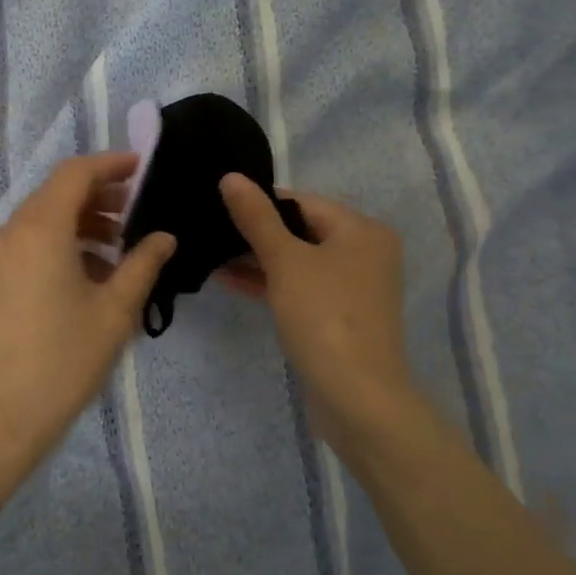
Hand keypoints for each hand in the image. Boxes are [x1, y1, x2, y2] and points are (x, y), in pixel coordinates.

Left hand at [0, 153, 175, 471]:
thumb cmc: (62, 360)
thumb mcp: (114, 312)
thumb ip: (142, 265)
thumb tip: (164, 237)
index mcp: (41, 227)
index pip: (76, 173)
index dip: (111, 164)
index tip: (143, 168)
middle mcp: (12, 232)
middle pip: (57, 193)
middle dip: (99, 195)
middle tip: (138, 211)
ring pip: (43, 220)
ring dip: (81, 222)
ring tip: (119, 248)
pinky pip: (30, 245)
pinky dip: (61, 244)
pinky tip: (89, 276)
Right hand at [218, 174, 421, 448]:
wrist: (357, 398)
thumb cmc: (324, 317)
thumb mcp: (285, 261)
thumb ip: (256, 218)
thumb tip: (231, 177)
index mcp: (361, 230)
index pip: (302, 201)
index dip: (260, 202)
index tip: (218, 205)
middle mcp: (364, 252)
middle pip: (301, 230)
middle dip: (256, 232)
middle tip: (211, 230)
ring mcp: (353, 288)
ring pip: (299, 261)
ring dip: (259, 259)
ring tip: (212, 255)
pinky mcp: (340, 317)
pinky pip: (301, 287)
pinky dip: (271, 283)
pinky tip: (231, 281)